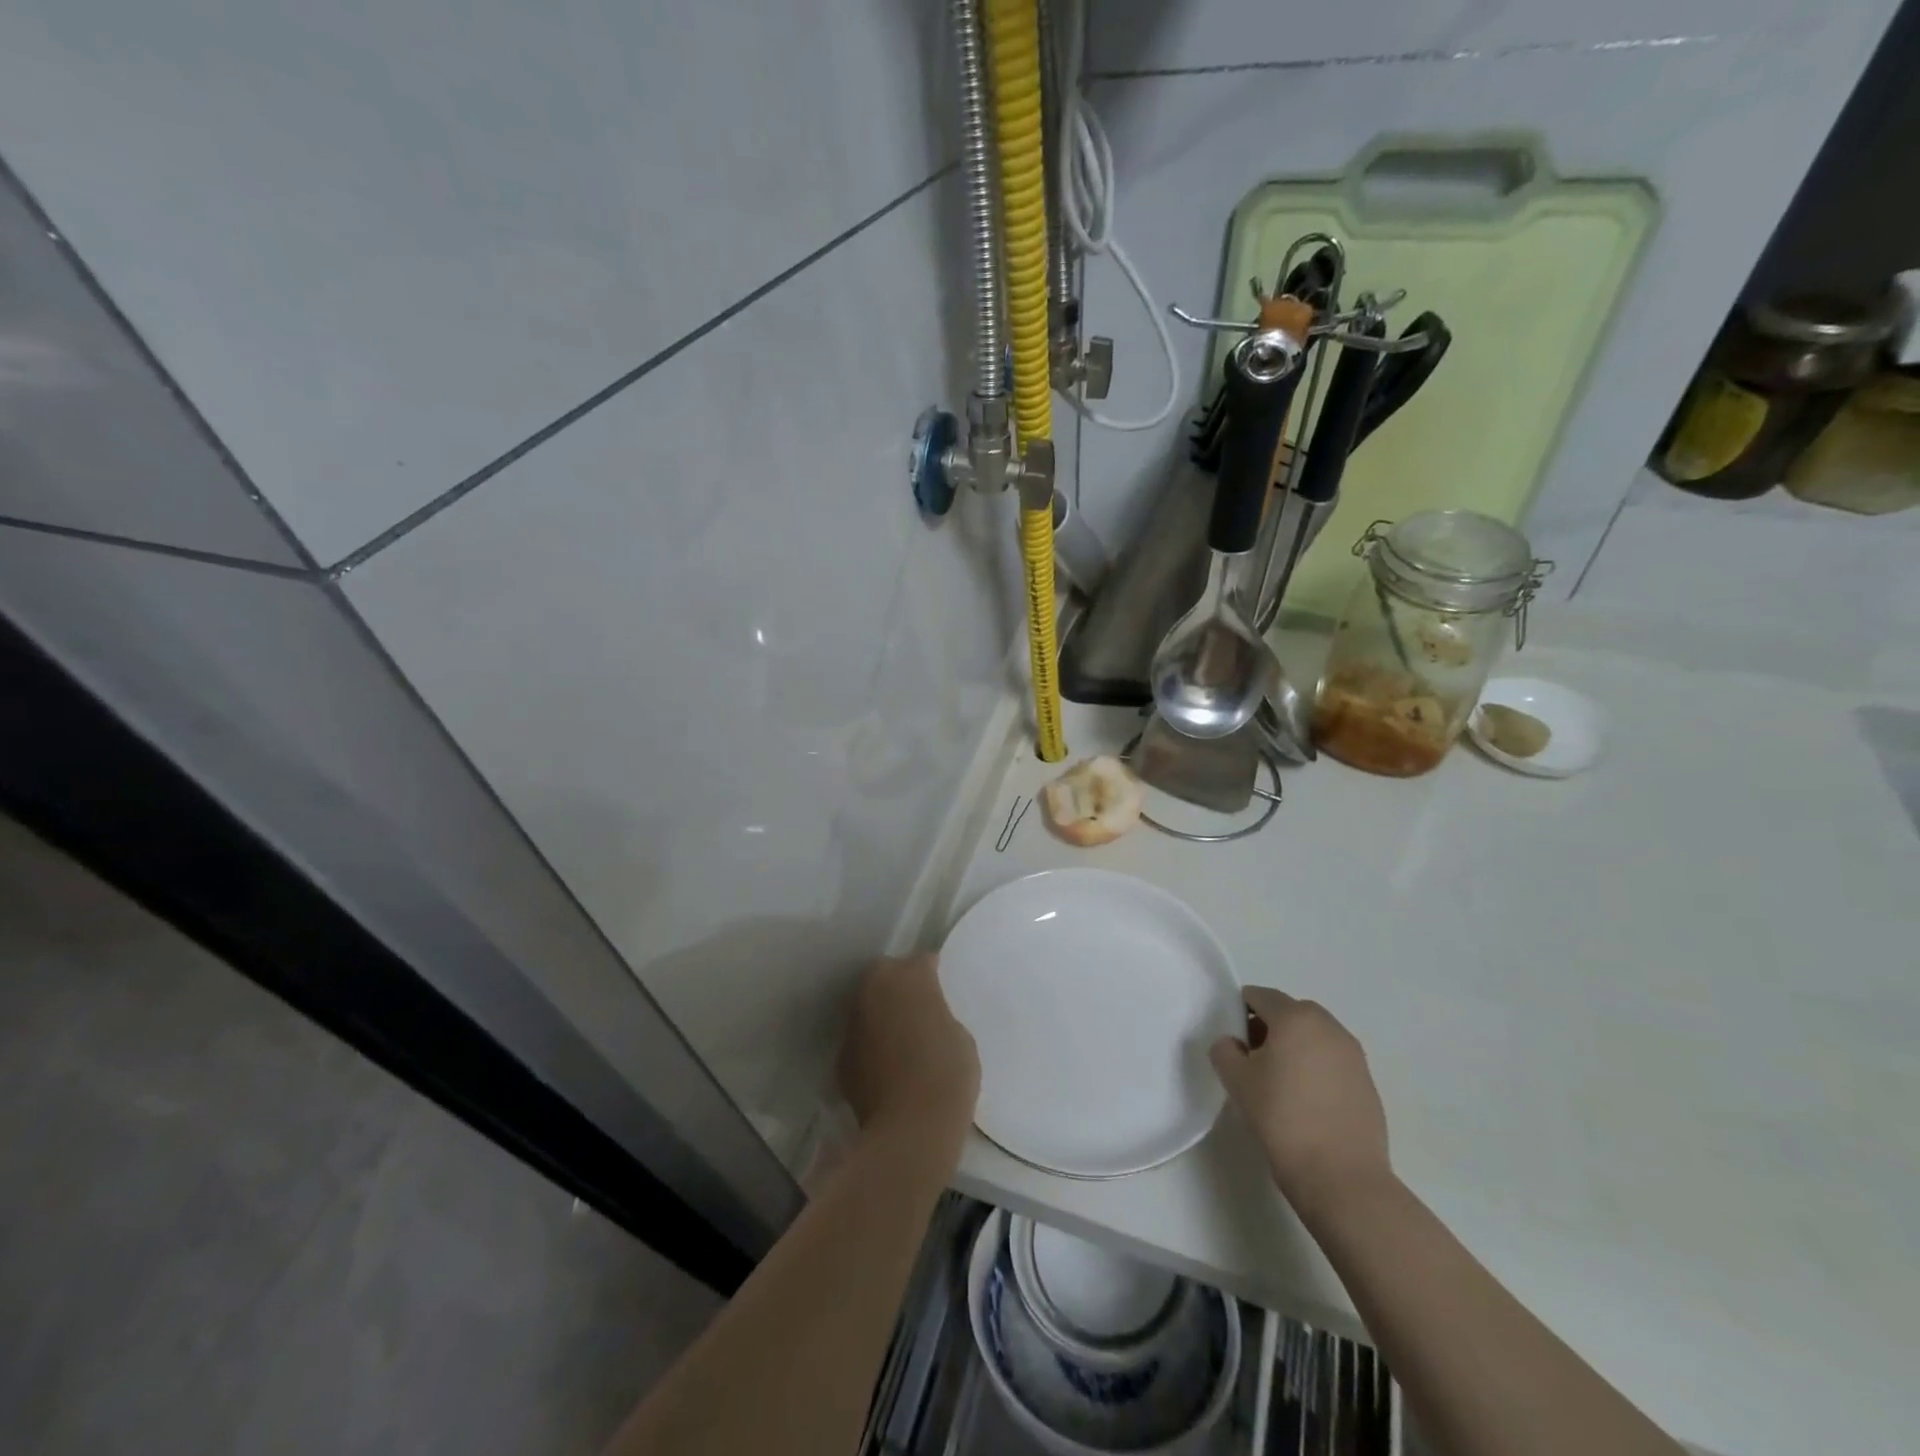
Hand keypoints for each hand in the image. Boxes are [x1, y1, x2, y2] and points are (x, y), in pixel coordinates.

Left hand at [837, 954, 979, 1145]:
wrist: (910, 1129)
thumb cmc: (948, 1075)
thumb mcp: (959, 1036)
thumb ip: (938, 1015)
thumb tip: (925, 1019)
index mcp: (910, 977)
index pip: (922, 960)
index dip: (933, 972)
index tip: (941, 985)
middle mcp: (875, 989)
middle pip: (886, 975)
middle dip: (900, 985)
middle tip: (919, 1007)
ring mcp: (853, 1022)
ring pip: (868, 1006)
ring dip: (881, 1014)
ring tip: (901, 1037)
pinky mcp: (841, 1057)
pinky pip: (860, 1039)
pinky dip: (870, 1045)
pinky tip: (886, 1066)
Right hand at [1210, 987, 1390, 1210]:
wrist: (1342, 1178)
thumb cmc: (1282, 1118)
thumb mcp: (1236, 1080)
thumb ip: (1225, 1050)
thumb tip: (1232, 1044)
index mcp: (1296, 1017)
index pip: (1259, 996)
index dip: (1239, 1012)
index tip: (1232, 1041)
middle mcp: (1329, 1027)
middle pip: (1289, 1012)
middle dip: (1268, 1027)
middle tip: (1252, 1060)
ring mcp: (1353, 1055)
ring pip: (1313, 1036)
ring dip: (1294, 1047)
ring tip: (1279, 1084)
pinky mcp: (1367, 1082)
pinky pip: (1332, 1060)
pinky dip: (1315, 1068)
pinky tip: (1305, 1102)